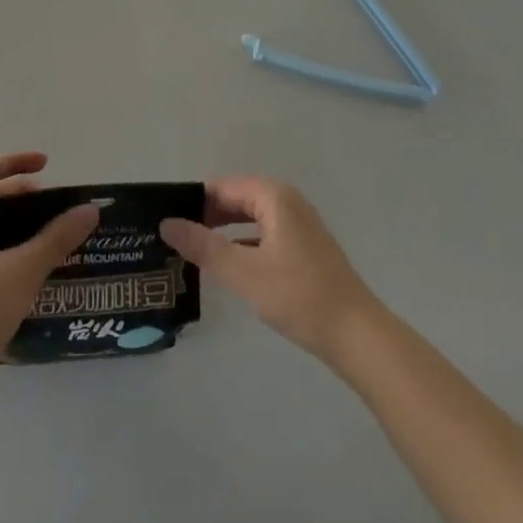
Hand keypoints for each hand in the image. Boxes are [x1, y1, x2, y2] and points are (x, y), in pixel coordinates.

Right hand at [160, 178, 382, 364]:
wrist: (357, 335)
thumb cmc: (298, 296)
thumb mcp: (243, 272)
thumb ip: (203, 246)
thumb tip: (166, 223)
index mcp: (273, 197)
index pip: (221, 187)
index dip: (193, 201)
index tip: (167, 221)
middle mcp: (287, 201)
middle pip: (236, 199)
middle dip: (206, 216)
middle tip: (173, 238)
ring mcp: (299, 224)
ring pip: (249, 218)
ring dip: (223, 231)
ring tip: (192, 251)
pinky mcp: (304, 247)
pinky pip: (263, 234)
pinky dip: (242, 243)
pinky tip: (226, 265)